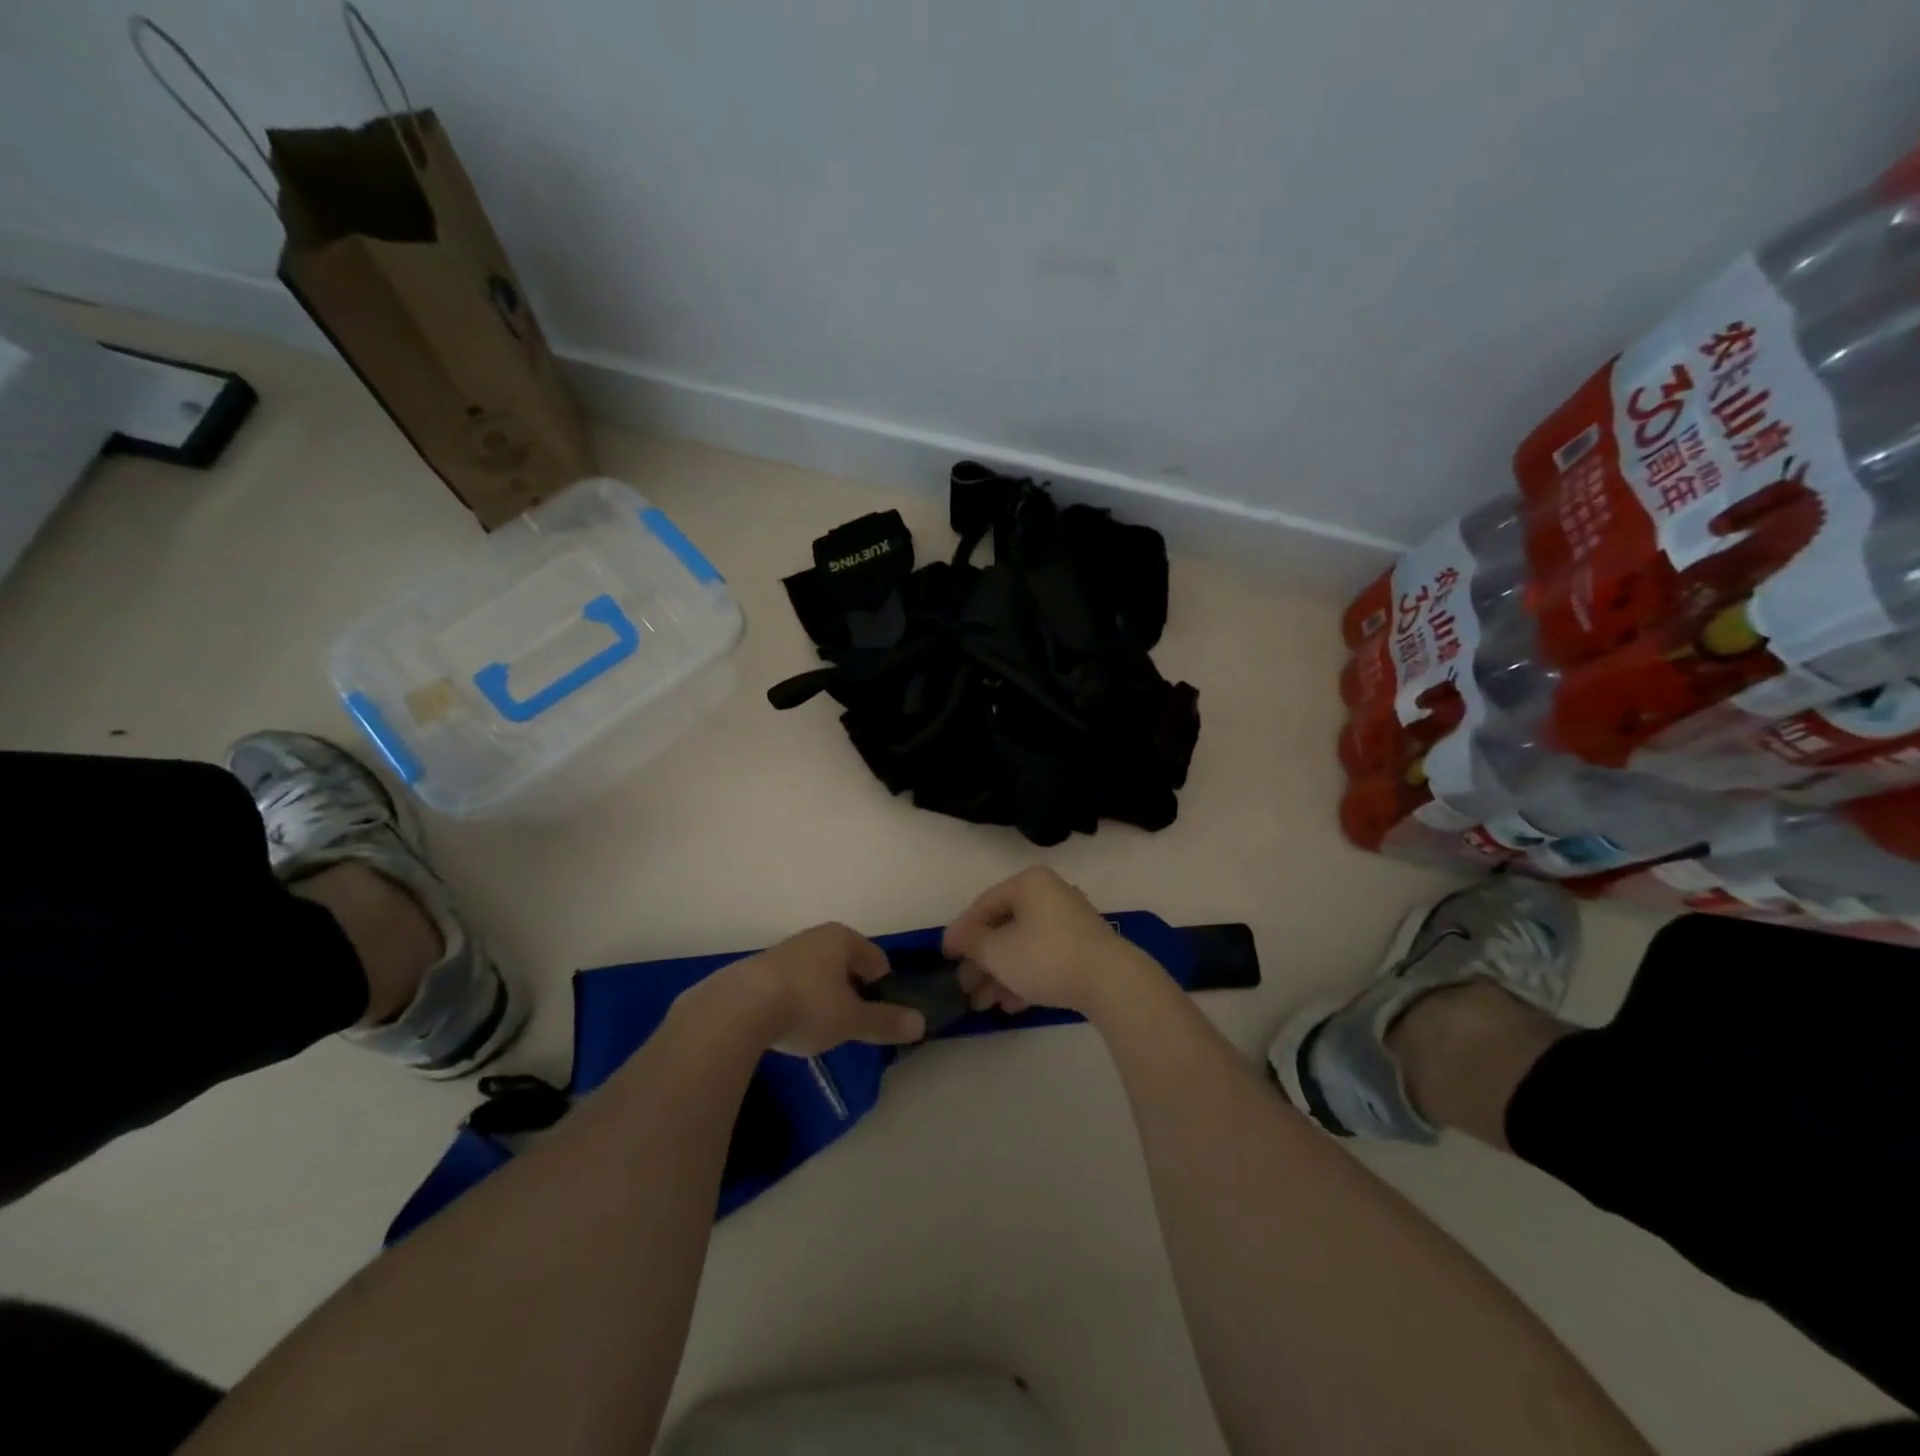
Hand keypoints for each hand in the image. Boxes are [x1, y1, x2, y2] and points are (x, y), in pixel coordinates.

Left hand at [715, 922, 925, 1055]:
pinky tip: (791, 1024)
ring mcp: (785, 950)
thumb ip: (885, 1021)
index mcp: (843, 938)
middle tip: (853, 1022)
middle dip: (852, 989)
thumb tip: (921, 1024)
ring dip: (824, 994)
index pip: (875, 958)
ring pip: (818, 972)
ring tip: (822, 1027)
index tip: (881, 1013)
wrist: (738, 1008)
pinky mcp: (760, 970)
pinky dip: (798, 999)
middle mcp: (815, 936)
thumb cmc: (807, 1005)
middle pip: (846, 963)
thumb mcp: (852, 1019)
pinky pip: (792, 983)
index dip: (883, 986)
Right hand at [943, 866, 1155, 1017]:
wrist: (1110, 981)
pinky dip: (1025, 978)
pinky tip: (1011, 1005)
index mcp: (1029, 883)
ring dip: (1000, 975)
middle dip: (981, 961)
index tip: (945, 956)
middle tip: (965, 987)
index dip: (961, 931)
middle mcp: (1050, 895)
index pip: (984, 904)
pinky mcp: (1083, 948)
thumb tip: (959, 938)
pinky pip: (1044, 958)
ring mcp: (1070, 922)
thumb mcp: (997, 951)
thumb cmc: (1045, 956)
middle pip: (1004, 927)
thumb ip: (971, 942)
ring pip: (1023, 946)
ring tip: (984, 1005)